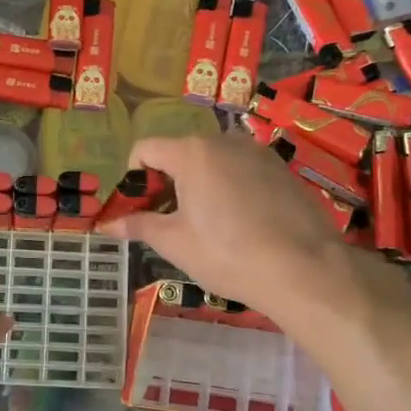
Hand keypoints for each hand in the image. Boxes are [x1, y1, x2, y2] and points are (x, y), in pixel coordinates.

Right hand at [98, 131, 356, 319]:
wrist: (304, 269)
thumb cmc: (228, 254)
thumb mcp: (175, 243)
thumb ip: (139, 226)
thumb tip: (106, 225)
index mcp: (192, 152)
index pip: (145, 149)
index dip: (134, 177)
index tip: (140, 209)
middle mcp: (224, 141)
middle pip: (180, 152)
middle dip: (167, 181)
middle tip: (170, 221)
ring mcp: (257, 152)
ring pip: (213, 160)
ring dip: (199, 183)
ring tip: (206, 224)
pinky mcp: (282, 168)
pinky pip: (242, 169)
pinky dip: (230, 187)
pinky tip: (240, 222)